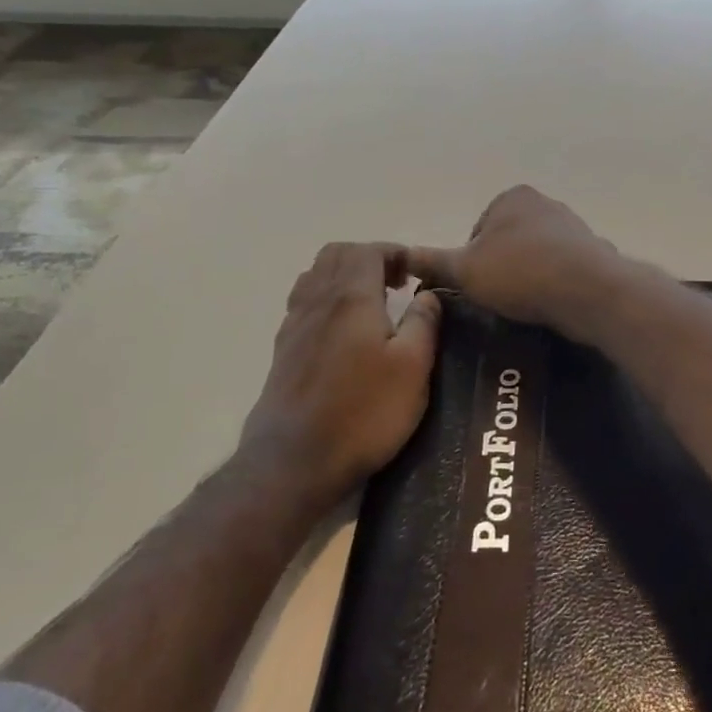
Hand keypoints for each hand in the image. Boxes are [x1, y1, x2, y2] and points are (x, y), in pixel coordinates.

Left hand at [238, 242, 440, 506]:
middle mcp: (317, 301)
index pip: (368, 250)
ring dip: (344, 277)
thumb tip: (429, 294)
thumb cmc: (364, 410)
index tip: (416, 273)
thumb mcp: (413, 367)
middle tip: (396, 284)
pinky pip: (304, 305)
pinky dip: (327, 301)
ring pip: (314, 277)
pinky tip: (345, 334)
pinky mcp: (283, 353)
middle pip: (335, 255)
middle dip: (368, 258)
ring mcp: (294, 326)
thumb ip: (424, 323)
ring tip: (371, 304)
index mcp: (351, 297)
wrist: (294, 461)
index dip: (394, 252)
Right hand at [407, 186, 623, 338]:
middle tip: (498, 301)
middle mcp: (545, 204)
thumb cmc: (519, 272)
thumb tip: (402, 255)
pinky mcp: (593, 254)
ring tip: (524, 308)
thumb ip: (432, 261)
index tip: (477, 289)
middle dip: (502, 270)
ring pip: (537, 258)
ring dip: (529, 280)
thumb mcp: (464, 269)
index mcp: (512, 197)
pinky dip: (554, 288)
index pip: (477, 232)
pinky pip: (563, 273)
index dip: (470, 264)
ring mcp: (573, 228)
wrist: (588, 290)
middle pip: (508, 244)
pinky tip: (551, 307)